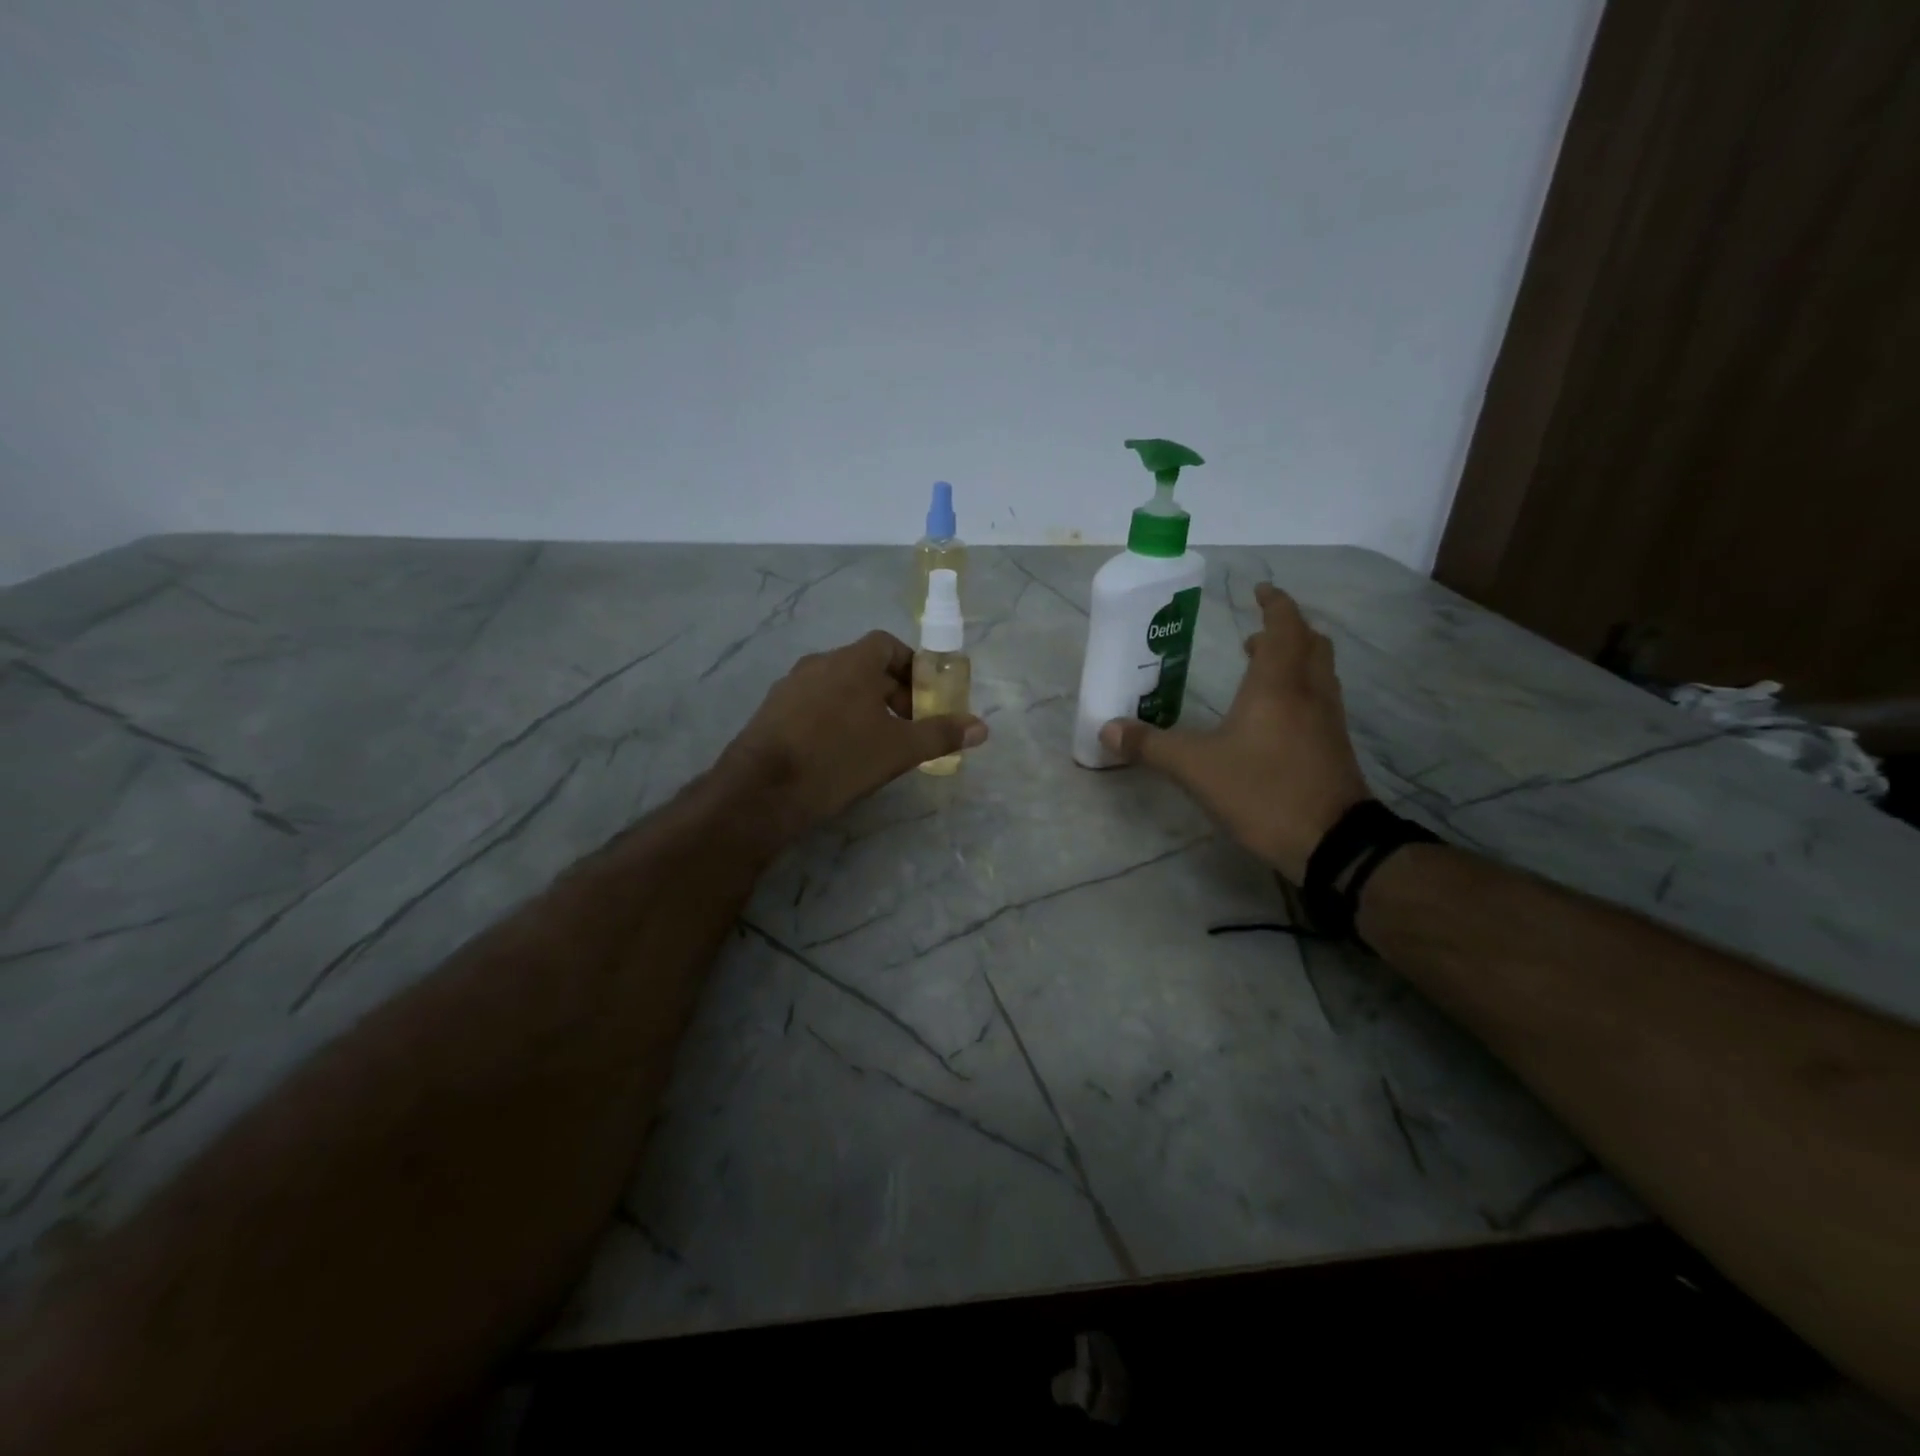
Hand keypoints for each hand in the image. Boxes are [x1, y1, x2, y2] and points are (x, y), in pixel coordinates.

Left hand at [720, 630, 987, 837]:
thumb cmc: (840, 759)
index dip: (910, 665)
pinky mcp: (771, 711)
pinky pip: (813, 703)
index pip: (886, 644)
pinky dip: (833, 717)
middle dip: (890, 691)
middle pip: (863, 666)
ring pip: (837, 686)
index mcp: (851, 661)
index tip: (924, 695)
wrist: (764, 790)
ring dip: (861, 705)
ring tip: (876, 741)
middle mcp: (818, 663)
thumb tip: (982, 727)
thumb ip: (940, 734)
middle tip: (907, 725)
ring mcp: (790, 686)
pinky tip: (838, 751)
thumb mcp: (899, 750)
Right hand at [1101, 583, 1369, 880]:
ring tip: (1261, 669)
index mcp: (1277, 684)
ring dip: (1295, 658)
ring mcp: (1328, 719)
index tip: (1260, 590)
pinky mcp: (1334, 746)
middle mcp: (1309, 692)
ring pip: (1319, 671)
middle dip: (1285, 630)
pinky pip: (1321, 698)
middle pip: (1310, 642)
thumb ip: (1151, 746)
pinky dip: (1301, 688)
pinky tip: (1276, 716)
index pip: (1283, 626)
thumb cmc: (1263, 790)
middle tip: (1255, 634)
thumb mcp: (1196, 769)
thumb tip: (1107, 730)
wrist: (1333, 842)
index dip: (1274, 603)